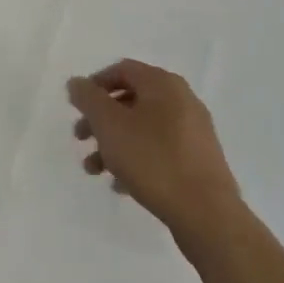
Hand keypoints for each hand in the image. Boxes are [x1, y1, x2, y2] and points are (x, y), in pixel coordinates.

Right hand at [67, 59, 241, 242]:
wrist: (206, 213)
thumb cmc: (152, 159)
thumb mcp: (109, 125)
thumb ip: (88, 99)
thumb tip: (77, 83)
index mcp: (163, 83)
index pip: (122, 70)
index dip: (95, 85)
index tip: (77, 108)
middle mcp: (182, 100)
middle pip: (131, 99)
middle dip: (101, 119)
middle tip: (81, 139)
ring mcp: (194, 131)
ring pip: (143, 128)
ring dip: (114, 143)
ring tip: (95, 170)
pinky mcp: (199, 159)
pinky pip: (159, 150)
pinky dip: (137, 159)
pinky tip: (121, 184)